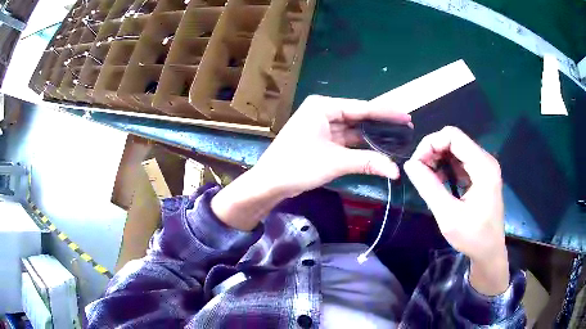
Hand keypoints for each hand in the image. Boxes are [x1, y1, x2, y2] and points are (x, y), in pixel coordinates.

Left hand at [254, 95, 410, 197]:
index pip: (361, 107)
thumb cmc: (297, 165)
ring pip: (353, 129)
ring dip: (372, 135)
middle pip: (358, 116)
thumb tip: (395, 170)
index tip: (406, 116)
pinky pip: (346, 139)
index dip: (386, 113)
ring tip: (397, 137)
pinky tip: (378, 147)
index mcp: (323, 106)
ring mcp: (322, 126)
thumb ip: (367, 162)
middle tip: (406, 127)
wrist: (270, 182)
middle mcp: (323, 111)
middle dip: (381, 124)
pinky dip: (360, 144)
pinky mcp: (322, 139)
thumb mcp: (335, 161)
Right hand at [403, 126, 508, 294]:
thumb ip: (429, 187)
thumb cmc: (473, 237)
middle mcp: (485, 160)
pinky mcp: (481, 174)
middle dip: (432, 151)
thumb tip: (410, 164)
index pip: (452, 136)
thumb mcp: (448, 215)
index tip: (416, 164)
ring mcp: (484, 166)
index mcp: (483, 166)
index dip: (430, 144)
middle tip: (419, 173)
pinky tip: (439, 183)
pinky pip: (460, 161)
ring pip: (455, 149)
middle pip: (454, 140)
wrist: (490, 251)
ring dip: (438, 159)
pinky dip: (446, 167)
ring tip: (427, 179)